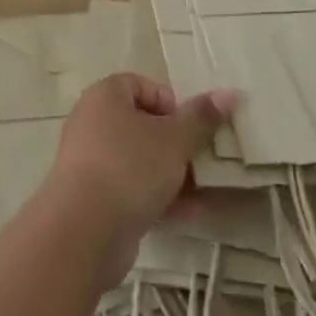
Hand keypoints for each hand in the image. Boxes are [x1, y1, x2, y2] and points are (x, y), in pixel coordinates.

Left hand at [45, 73, 237, 286]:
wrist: (84, 231)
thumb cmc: (130, 167)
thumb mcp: (175, 138)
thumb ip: (202, 117)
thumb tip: (230, 93)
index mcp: (105, 97)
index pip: (141, 85)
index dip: (170, 101)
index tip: (192, 125)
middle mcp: (92, 124)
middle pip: (142, 125)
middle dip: (177, 143)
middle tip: (203, 158)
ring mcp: (90, 163)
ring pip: (140, 161)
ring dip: (173, 174)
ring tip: (205, 189)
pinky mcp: (94, 199)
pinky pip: (132, 190)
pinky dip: (159, 198)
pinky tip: (192, 213)